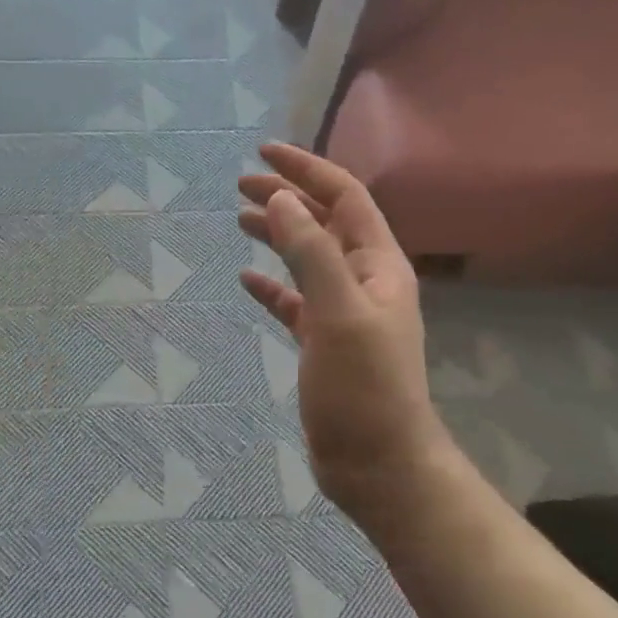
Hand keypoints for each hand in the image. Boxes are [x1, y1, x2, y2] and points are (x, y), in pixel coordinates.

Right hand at [239, 144, 453, 537]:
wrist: (378, 463)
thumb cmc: (363, 386)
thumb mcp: (337, 312)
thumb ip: (310, 252)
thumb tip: (280, 200)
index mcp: (378, 264)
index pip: (344, 197)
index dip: (306, 170)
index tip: (263, 153)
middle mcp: (364, 280)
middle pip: (323, 223)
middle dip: (286, 198)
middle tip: (239, 185)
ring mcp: (343, 312)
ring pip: (307, 259)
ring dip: (277, 235)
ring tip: (239, 220)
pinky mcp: (324, 343)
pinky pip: (295, 301)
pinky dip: (272, 286)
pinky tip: (247, 280)